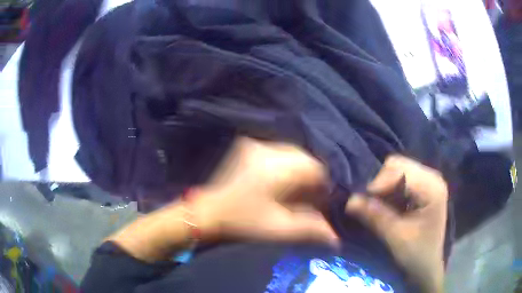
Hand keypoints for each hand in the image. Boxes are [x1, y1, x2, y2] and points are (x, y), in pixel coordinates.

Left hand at [192, 137, 338, 245]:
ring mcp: (255, 145)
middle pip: (304, 157)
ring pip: (293, 153)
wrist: (207, 213)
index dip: (324, 184)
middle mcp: (266, 149)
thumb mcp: (278, 228)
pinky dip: (287, 165)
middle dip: (312, 177)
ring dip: (299, 171)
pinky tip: (284, 181)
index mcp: (275, 168)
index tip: (323, 200)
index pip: (314, 168)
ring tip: (298, 190)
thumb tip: (335, 238)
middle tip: (311, 197)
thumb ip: (311, 230)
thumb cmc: (242, 223)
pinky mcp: (249, 147)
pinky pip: (279, 152)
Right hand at [345, 156, 446, 292]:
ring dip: (384, 188)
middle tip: (370, 205)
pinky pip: (400, 180)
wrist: (426, 267)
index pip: (399, 170)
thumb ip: (375, 216)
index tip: (363, 203)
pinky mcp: (422, 188)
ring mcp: (428, 181)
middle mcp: (432, 176)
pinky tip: (388, 207)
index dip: (379, 184)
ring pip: (397, 171)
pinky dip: (389, 191)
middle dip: (381, 184)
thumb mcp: (396, 236)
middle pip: (398, 166)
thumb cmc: (416, 254)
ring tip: (378, 207)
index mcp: (432, 186)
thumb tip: (349, 200)